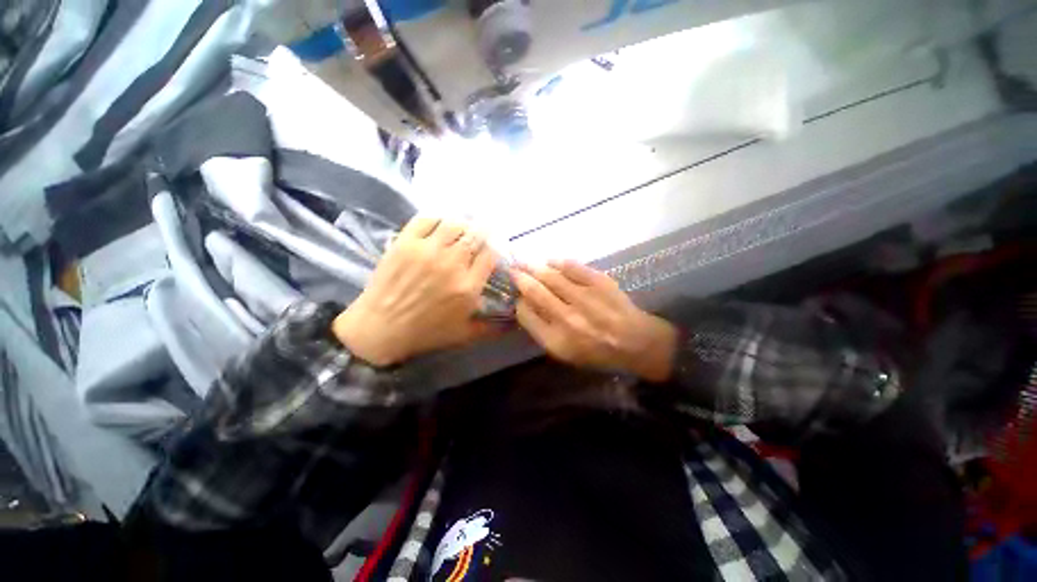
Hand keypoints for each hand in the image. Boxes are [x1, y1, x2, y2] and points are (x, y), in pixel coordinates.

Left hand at [332, 217, 498, 365]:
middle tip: (480, 235)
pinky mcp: (405, 243)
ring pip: (454, 223)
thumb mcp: (465, 335)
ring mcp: (427, 250)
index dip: (496, 248)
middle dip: (483, 232)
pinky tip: (439, 226)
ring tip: (461, 230)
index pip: (491, 254)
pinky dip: (437, 218)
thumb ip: (493, 328)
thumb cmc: (426, 333)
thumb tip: (515, 321)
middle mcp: (451, 263)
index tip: (494, 249)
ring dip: (462, 225)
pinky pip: (426, 219)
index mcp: (468, 286)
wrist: (380, 329)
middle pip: (475, 234)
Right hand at [512, 260, 677, 381]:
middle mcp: (567, 318)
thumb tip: (526, 304)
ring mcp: (584, 298)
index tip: (517, 295)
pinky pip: (572, 267)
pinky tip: (550, 261)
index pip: (525, 314)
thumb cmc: (597, 352)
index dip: (518, 302)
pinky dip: (558, 262)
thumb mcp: (565, 352)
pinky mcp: (599, 282)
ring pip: (550, 276)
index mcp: (556, 340)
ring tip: (525, 263)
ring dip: (534, 267)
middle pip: (535, 291)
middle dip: (520, 278)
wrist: (635, 342)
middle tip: (512, 270)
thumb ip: (542, 330)